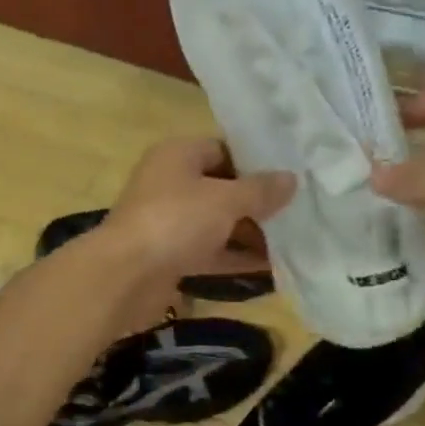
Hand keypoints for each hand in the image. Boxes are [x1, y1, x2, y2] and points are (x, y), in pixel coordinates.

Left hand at [98, 137, 294, 285]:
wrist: (124, 276)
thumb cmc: (175, 221)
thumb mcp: (225, 200)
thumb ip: (260, 190)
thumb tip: (291, 179)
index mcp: (177, 155)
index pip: (223, 149)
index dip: (256, 162)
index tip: (291, 176)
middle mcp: (170, 183)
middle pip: (221, 188)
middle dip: (257, 202)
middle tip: (300, 212)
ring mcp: (168, 222)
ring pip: (216, 222)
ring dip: (250, 233)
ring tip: (295, 241)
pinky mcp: (169, 256)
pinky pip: (209, 252)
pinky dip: (235, 258)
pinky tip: (272, 268)